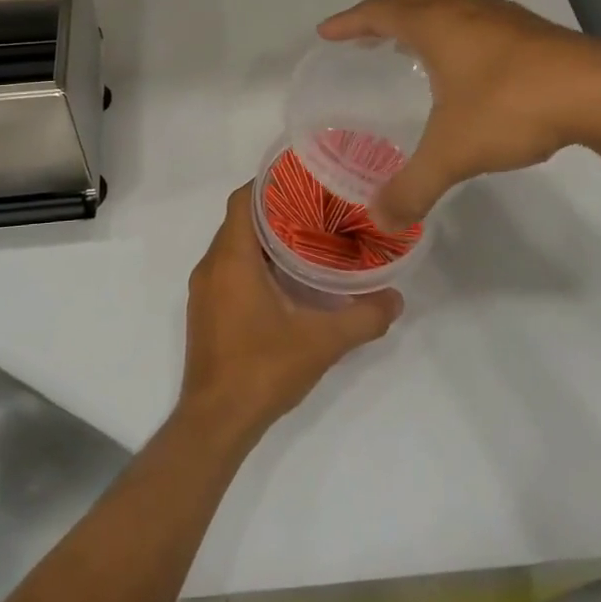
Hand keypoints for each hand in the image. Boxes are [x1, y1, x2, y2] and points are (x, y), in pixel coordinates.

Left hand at [180, 184, 401, 441]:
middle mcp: (211, 266)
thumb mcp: (322, 342)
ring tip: (307, 237)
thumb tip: (396, 298)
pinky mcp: (206, 311)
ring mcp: (204, 290)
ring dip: (265, 238)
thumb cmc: (262, 370)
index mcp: (232, 259)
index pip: (243, 200)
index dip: (270, 183)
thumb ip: (363, 318)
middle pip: (240, 220)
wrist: (215, 422)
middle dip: (275, 209)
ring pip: (234, 246)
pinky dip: (254, 262)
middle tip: (317, 207)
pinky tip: (286, 278)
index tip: (304, 179)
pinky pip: (228, 269)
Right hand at [319, 0, 600, 227]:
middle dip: (385, 11)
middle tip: (370, 39)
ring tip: (414, 49)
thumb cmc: (514, 107)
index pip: (378, 12)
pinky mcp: (530, 29)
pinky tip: (468, 66)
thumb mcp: (454, 153)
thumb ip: (413, 187)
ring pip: (448, 1)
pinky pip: (476, 16)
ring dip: (423, 16)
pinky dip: (455, 28)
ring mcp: (500, 14)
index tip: (327, 33)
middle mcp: (463, 8)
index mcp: (435, 25)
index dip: (348, 22)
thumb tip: (380, 219)